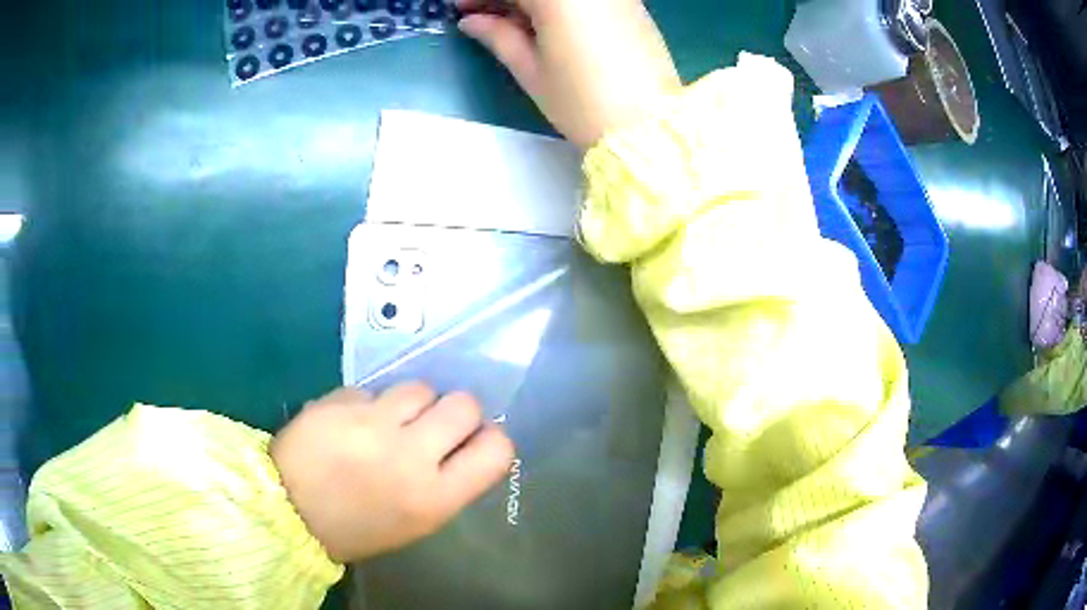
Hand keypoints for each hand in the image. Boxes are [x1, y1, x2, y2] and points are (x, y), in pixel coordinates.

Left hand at [270, 384, 514, 562]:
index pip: (496, 450)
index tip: (474, 440)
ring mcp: (372, 423)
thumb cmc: (356, 528)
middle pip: (464, 405)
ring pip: (420, 387)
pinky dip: (370, 404)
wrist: (286, 511)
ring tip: (388, 420)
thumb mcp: (415, 521)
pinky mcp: (340, 401)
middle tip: (433, 424)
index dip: (490, 439)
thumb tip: (463, 444)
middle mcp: (410, 456)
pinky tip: (351, 422)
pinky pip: (374, 390)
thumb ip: (446, 482)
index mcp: (434, 497)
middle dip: (455, 411)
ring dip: (411, 402)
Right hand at [458, 0, 680, 148]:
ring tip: (510, 21)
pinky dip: (559, 4)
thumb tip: (472, 21)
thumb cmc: (582, 101)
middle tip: (482, 14)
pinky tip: (543, 20)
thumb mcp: (531, 69)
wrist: (649, 127)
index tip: (459, 8)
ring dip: (530, 1)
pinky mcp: (632, 5)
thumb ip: (498, 35)